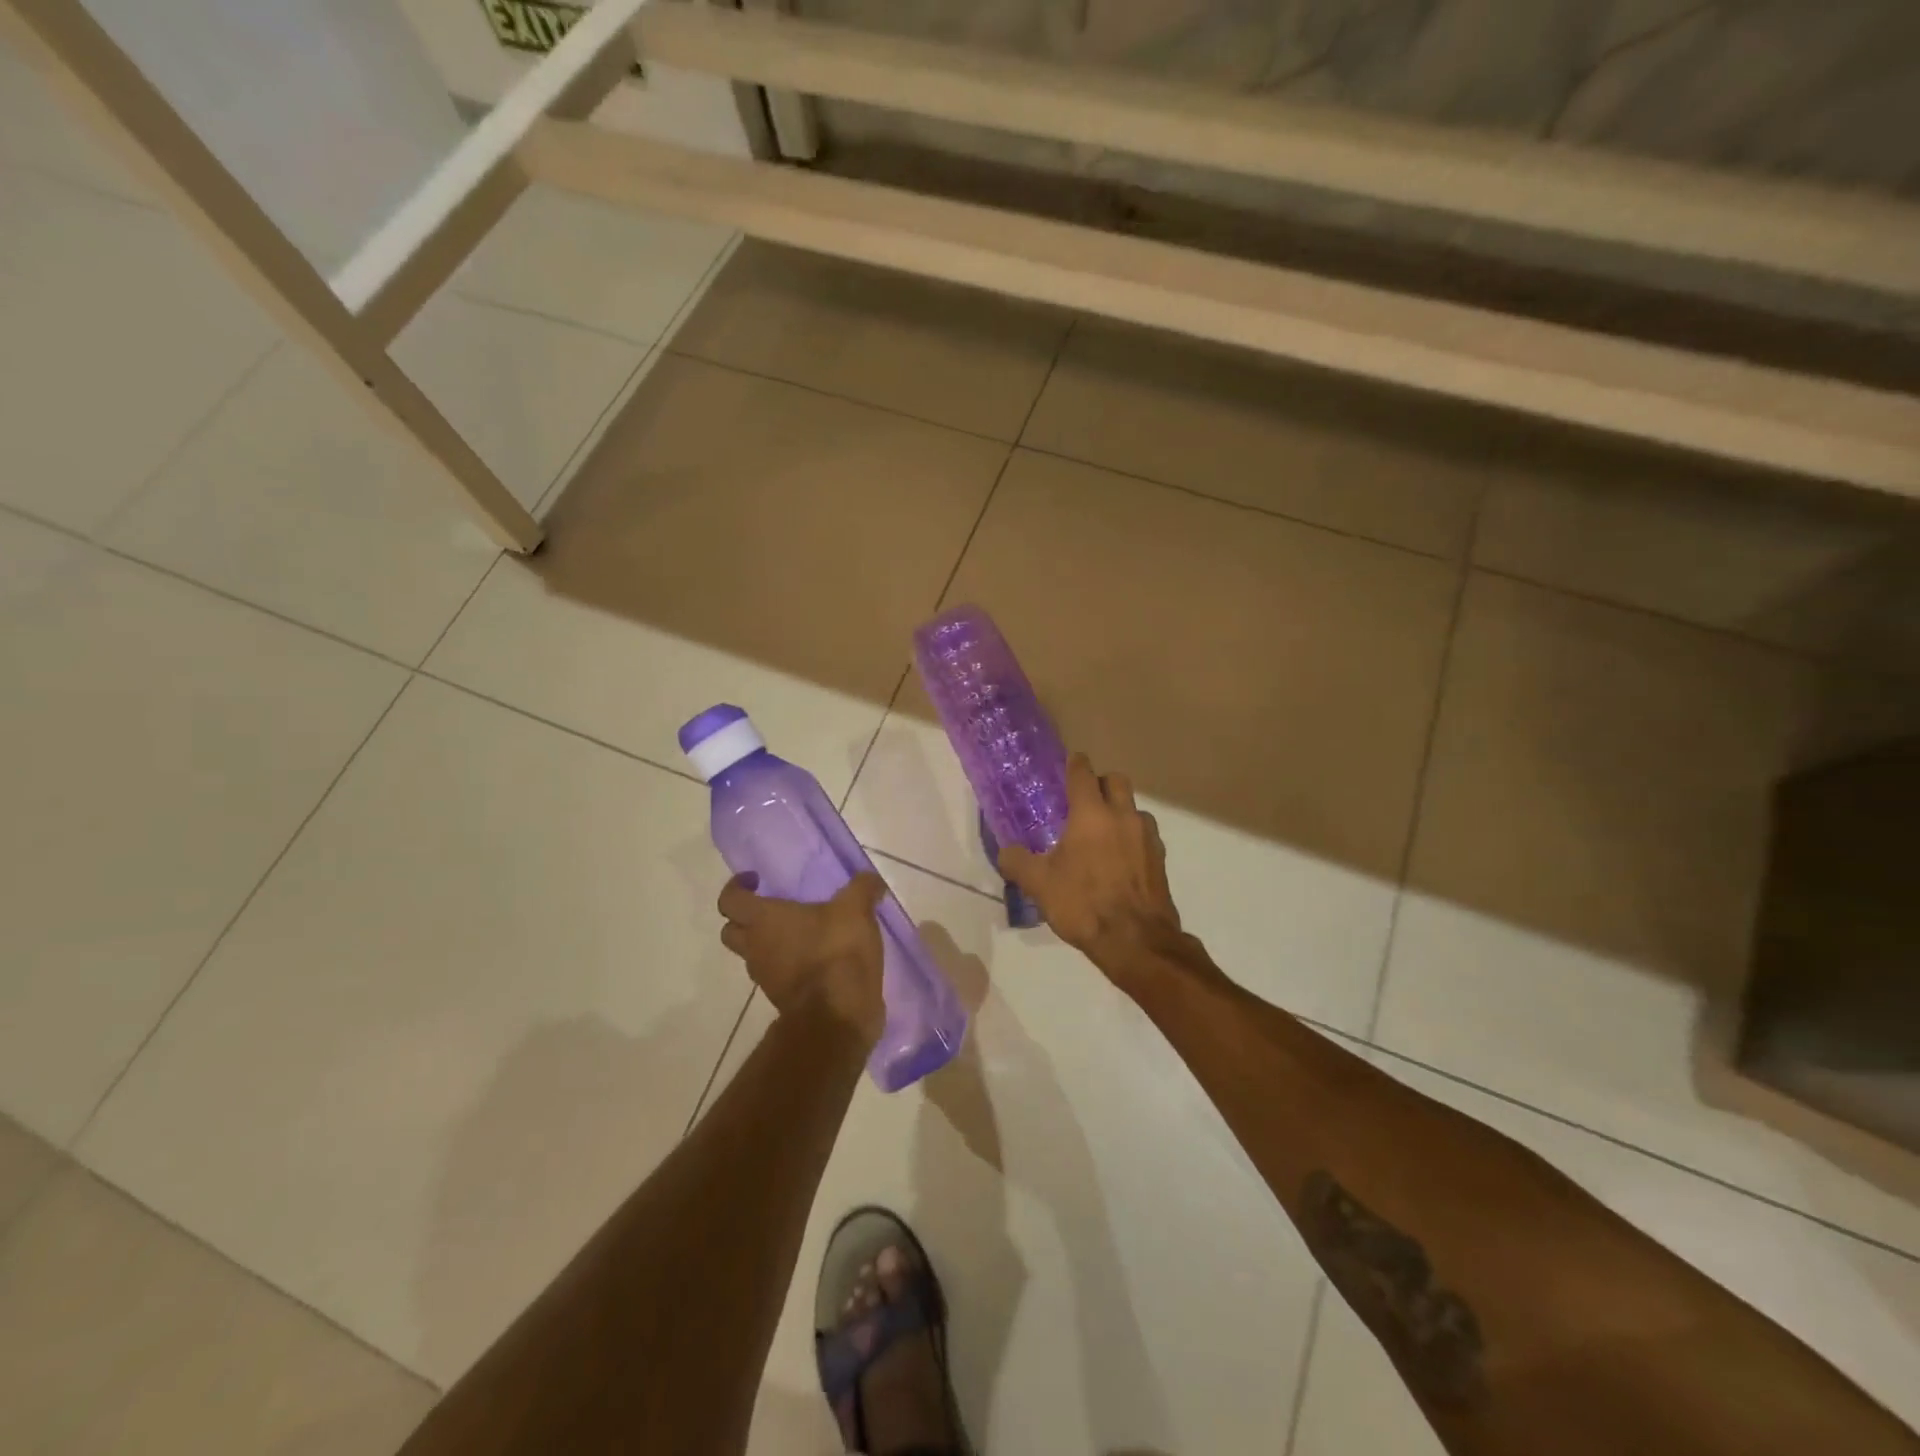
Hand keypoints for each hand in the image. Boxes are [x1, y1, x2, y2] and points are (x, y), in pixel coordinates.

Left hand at [717, 871, 887, 1045]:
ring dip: (770, 945)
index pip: (730, 900)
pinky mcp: (783, 999)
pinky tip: (820, 959)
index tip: (756, 881)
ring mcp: (766, 978)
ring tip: (803, 934)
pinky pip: (779, 976)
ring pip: (754, 956)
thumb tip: (870, 880)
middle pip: (732, 931)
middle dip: (746, 919)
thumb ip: (862, 888)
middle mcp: (755, 948)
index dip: (737, 887)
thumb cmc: (836, 952)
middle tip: (774, 910)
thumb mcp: (856, 909)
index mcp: (764, 920)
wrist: (838, 1016)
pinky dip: (791, 966)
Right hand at [998, 753, 1184, 984]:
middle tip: (1084, 800)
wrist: (1136, 940)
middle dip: (1100, 783)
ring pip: (1134, 808)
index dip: (1075, 764)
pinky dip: (1132, 837)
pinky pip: (1145, 834)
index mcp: (1091, 814)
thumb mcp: (1039, 885)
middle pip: (1116, 780)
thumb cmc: (1083, 904)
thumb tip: (1006, 852)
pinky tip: (1120, 860)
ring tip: (1103, 834)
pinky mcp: (1160, 859)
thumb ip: (1018, 862)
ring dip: (1120, 811)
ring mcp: (1147, 836)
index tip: (1069, 763)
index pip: (1083, 773)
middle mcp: (1122, 816)